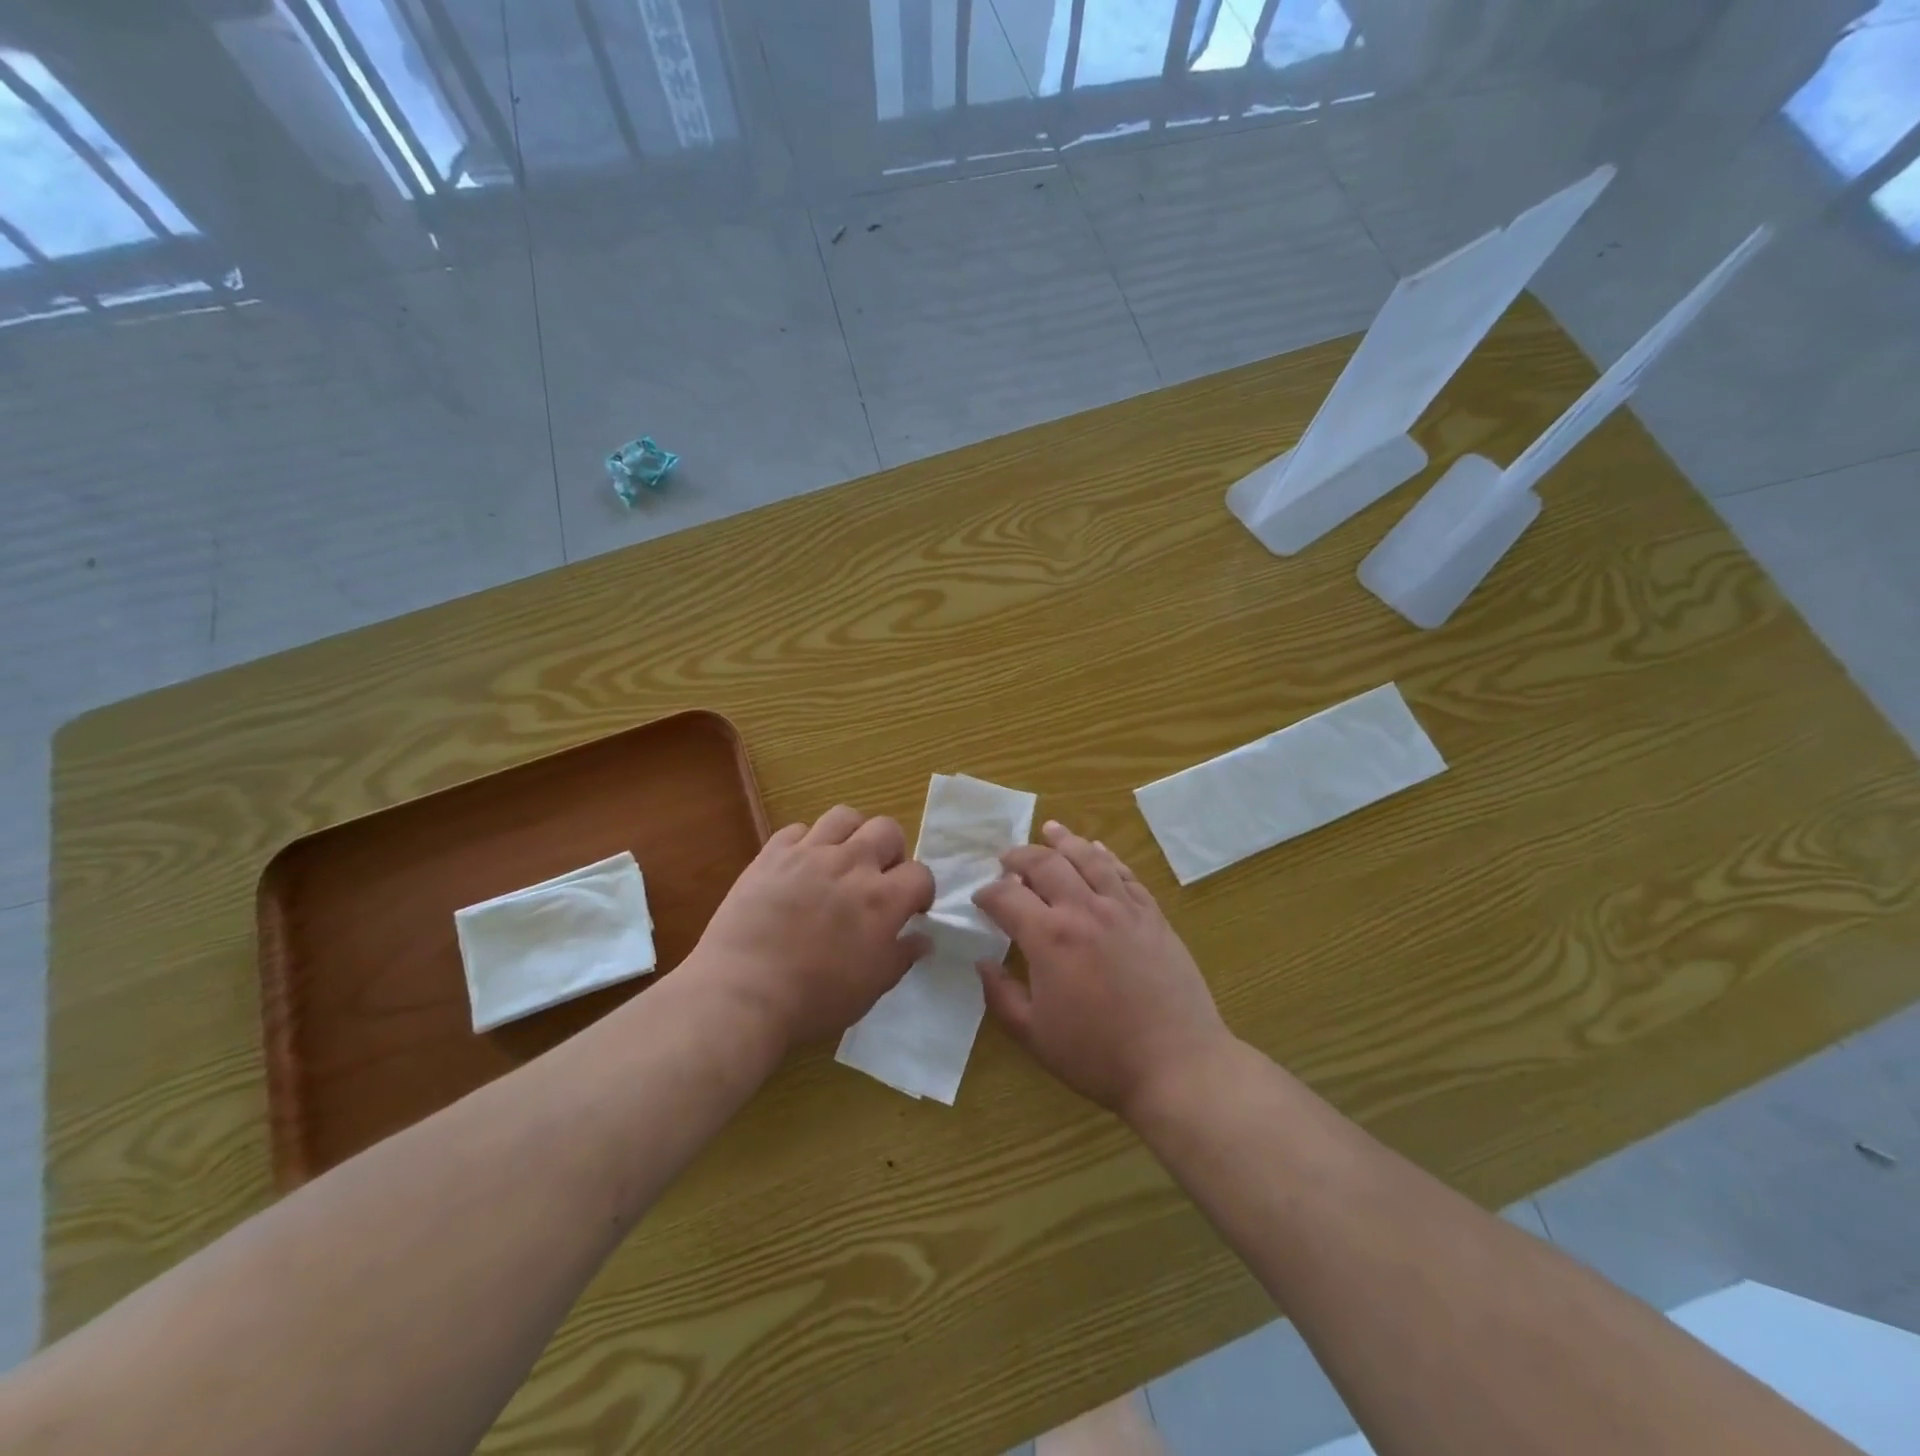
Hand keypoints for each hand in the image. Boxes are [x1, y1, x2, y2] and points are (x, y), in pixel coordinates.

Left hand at [691, 805, 934, 1048]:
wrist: (741, 993)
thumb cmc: (814, 1000)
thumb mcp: (871, 988)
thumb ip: (901, 957)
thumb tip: (923, 938)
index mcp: (882, 899)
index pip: (920, 874)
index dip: (921, 891)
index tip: (912, 910)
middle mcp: (851, 864)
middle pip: (887, 829)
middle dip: (892, 852)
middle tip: (879, 878)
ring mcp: (809, 854)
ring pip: (844, 817)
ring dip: (852, 835)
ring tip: (843, 860)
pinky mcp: (772, 854)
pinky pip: (798, 829)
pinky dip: (806, 843)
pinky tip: (801, 867)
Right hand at [973, 821, 1230, 1117]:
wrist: (1177, 1064)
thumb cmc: (1098, 1055)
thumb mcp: (1035, 1035)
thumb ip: (1001, 995)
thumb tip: (983, 962)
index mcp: (1049, 937)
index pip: (1007, 896)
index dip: (987, 893)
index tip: (980, 898)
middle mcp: (1084, 910)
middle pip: (1046, 864)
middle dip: (1020, 857)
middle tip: (1007, 859)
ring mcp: (1123, 909)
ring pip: (1089, 858)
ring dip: (1064, 841)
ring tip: (1050, 830)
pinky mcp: (1152, 916)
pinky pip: (1125, 875)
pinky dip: (1106, 857)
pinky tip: (1097, 851)